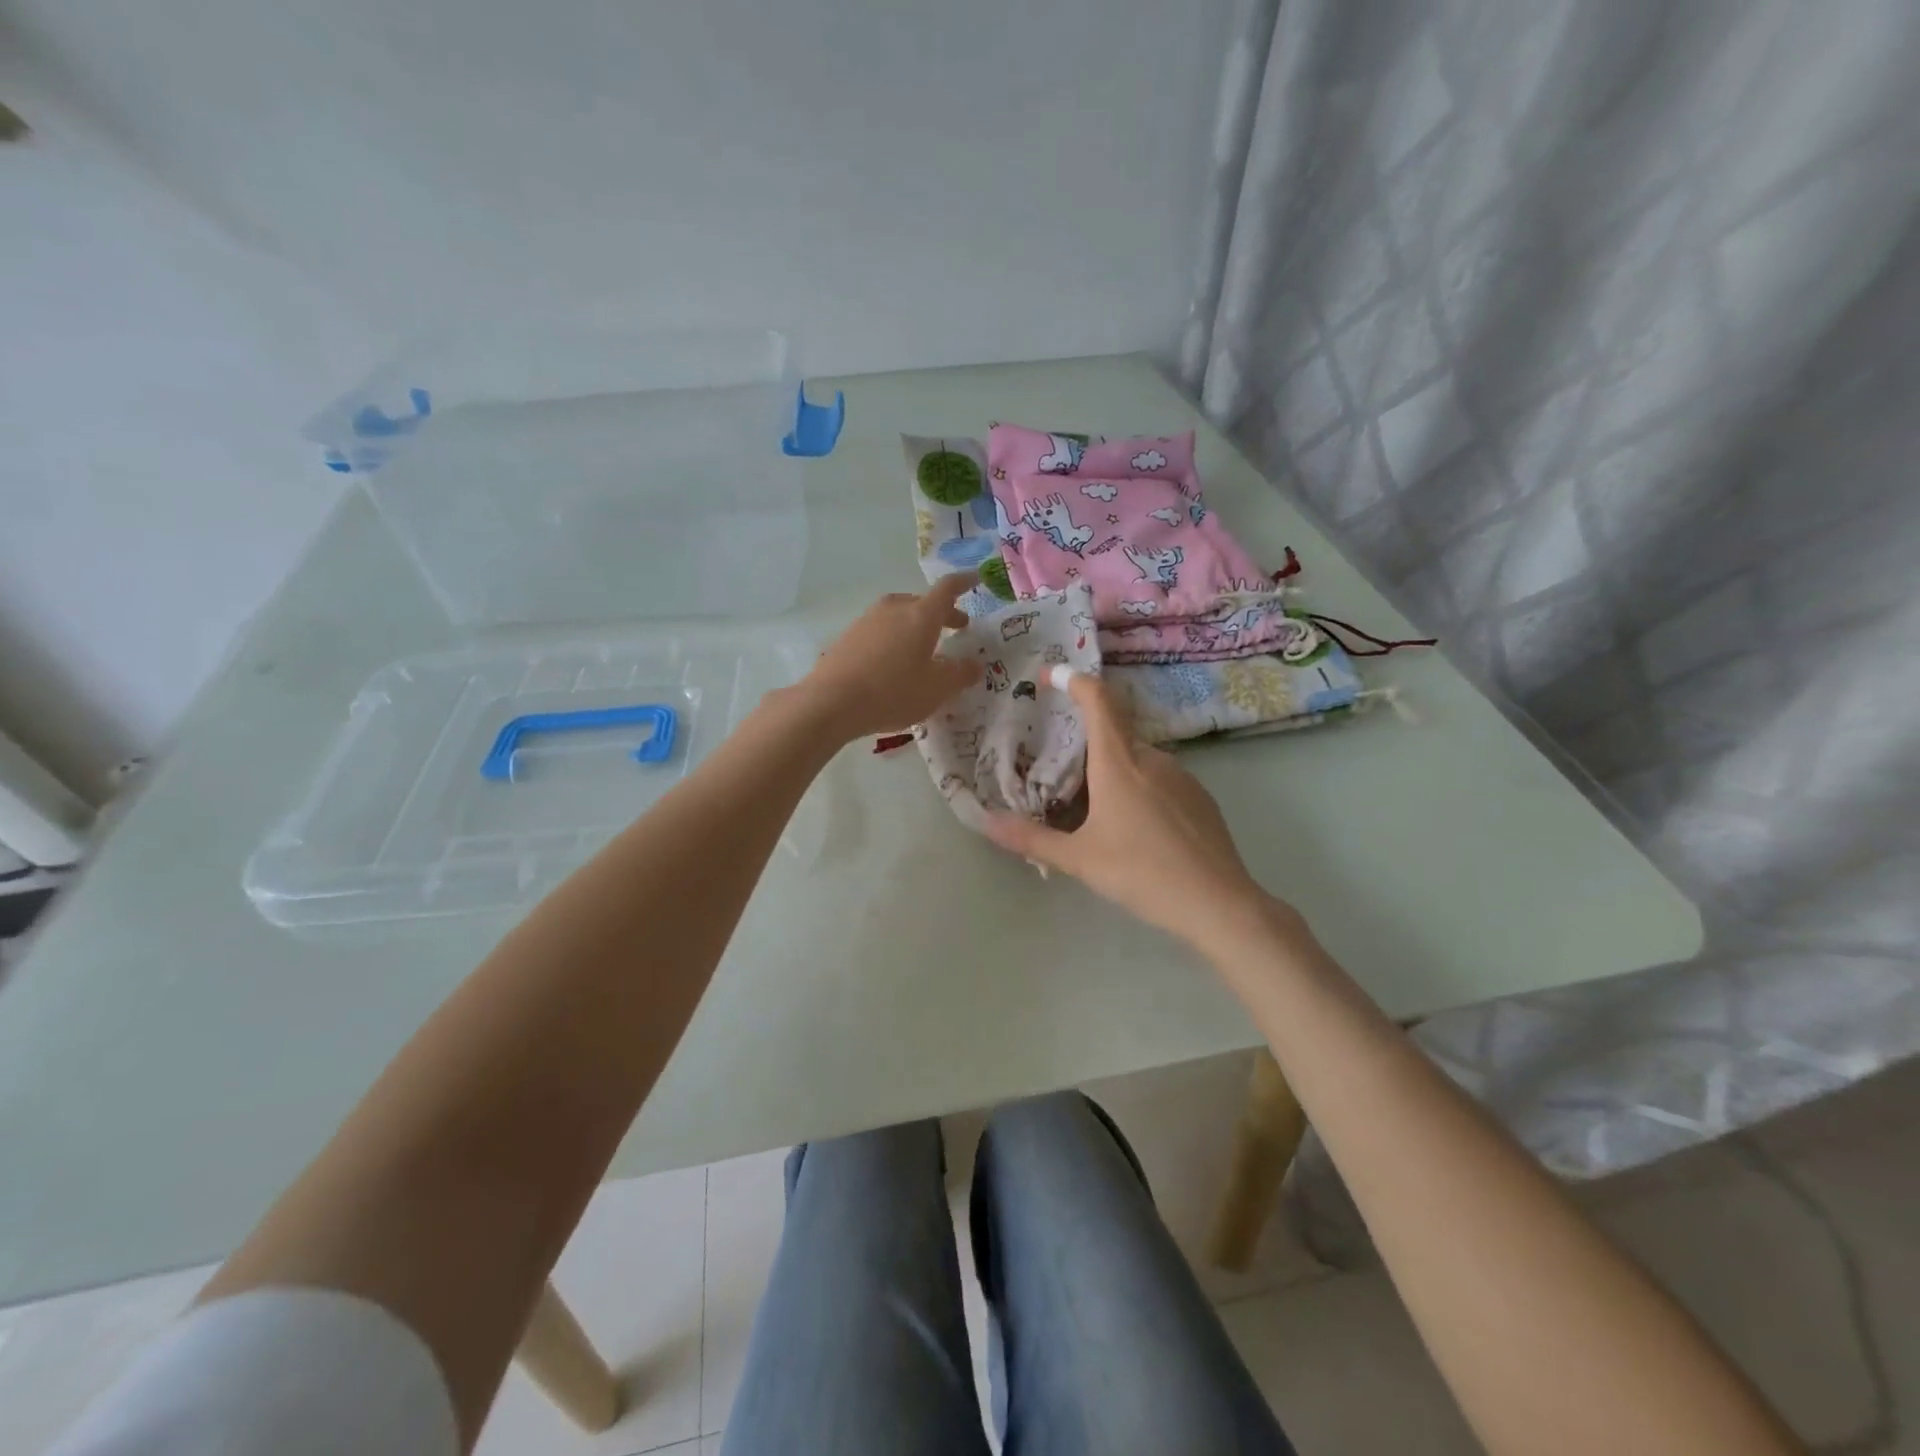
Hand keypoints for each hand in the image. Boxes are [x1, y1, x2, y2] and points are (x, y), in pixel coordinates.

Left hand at [801, 574, 979, 740]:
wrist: (831, 702)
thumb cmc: (893, 692)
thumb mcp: (936, 690)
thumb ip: (960, 674)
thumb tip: (976, 664)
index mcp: (921, 615)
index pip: (947, 589)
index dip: (964, 582)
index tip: (976, 578)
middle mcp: (894, 609)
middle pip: (923, 602)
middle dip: (943, 613)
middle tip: (958, 627)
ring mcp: (868, 620)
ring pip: (900, 615)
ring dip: (917, 626)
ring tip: (925, 647)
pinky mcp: (849, 636)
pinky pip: (881, 630)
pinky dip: (895, 638)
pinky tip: (894, 661)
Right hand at [984, 671, 1285, 952]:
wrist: (1217, 903)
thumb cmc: (1141, 873)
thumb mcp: (1078, 859)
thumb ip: (1031, 838)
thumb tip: (986, 823)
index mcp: (1119, 762)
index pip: (1097, 700)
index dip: (1073, 680)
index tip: (1049, 675)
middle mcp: (1152, 758)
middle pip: (1113, 733)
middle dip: (1085, 745)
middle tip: (1061, 776)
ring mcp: (1181, 775)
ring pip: (1137, 759)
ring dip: (1112, 771)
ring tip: (1095, 811)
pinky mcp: (1200, 797)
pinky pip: (1160, 779)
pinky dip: (1139, 788)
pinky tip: (1136, 829)